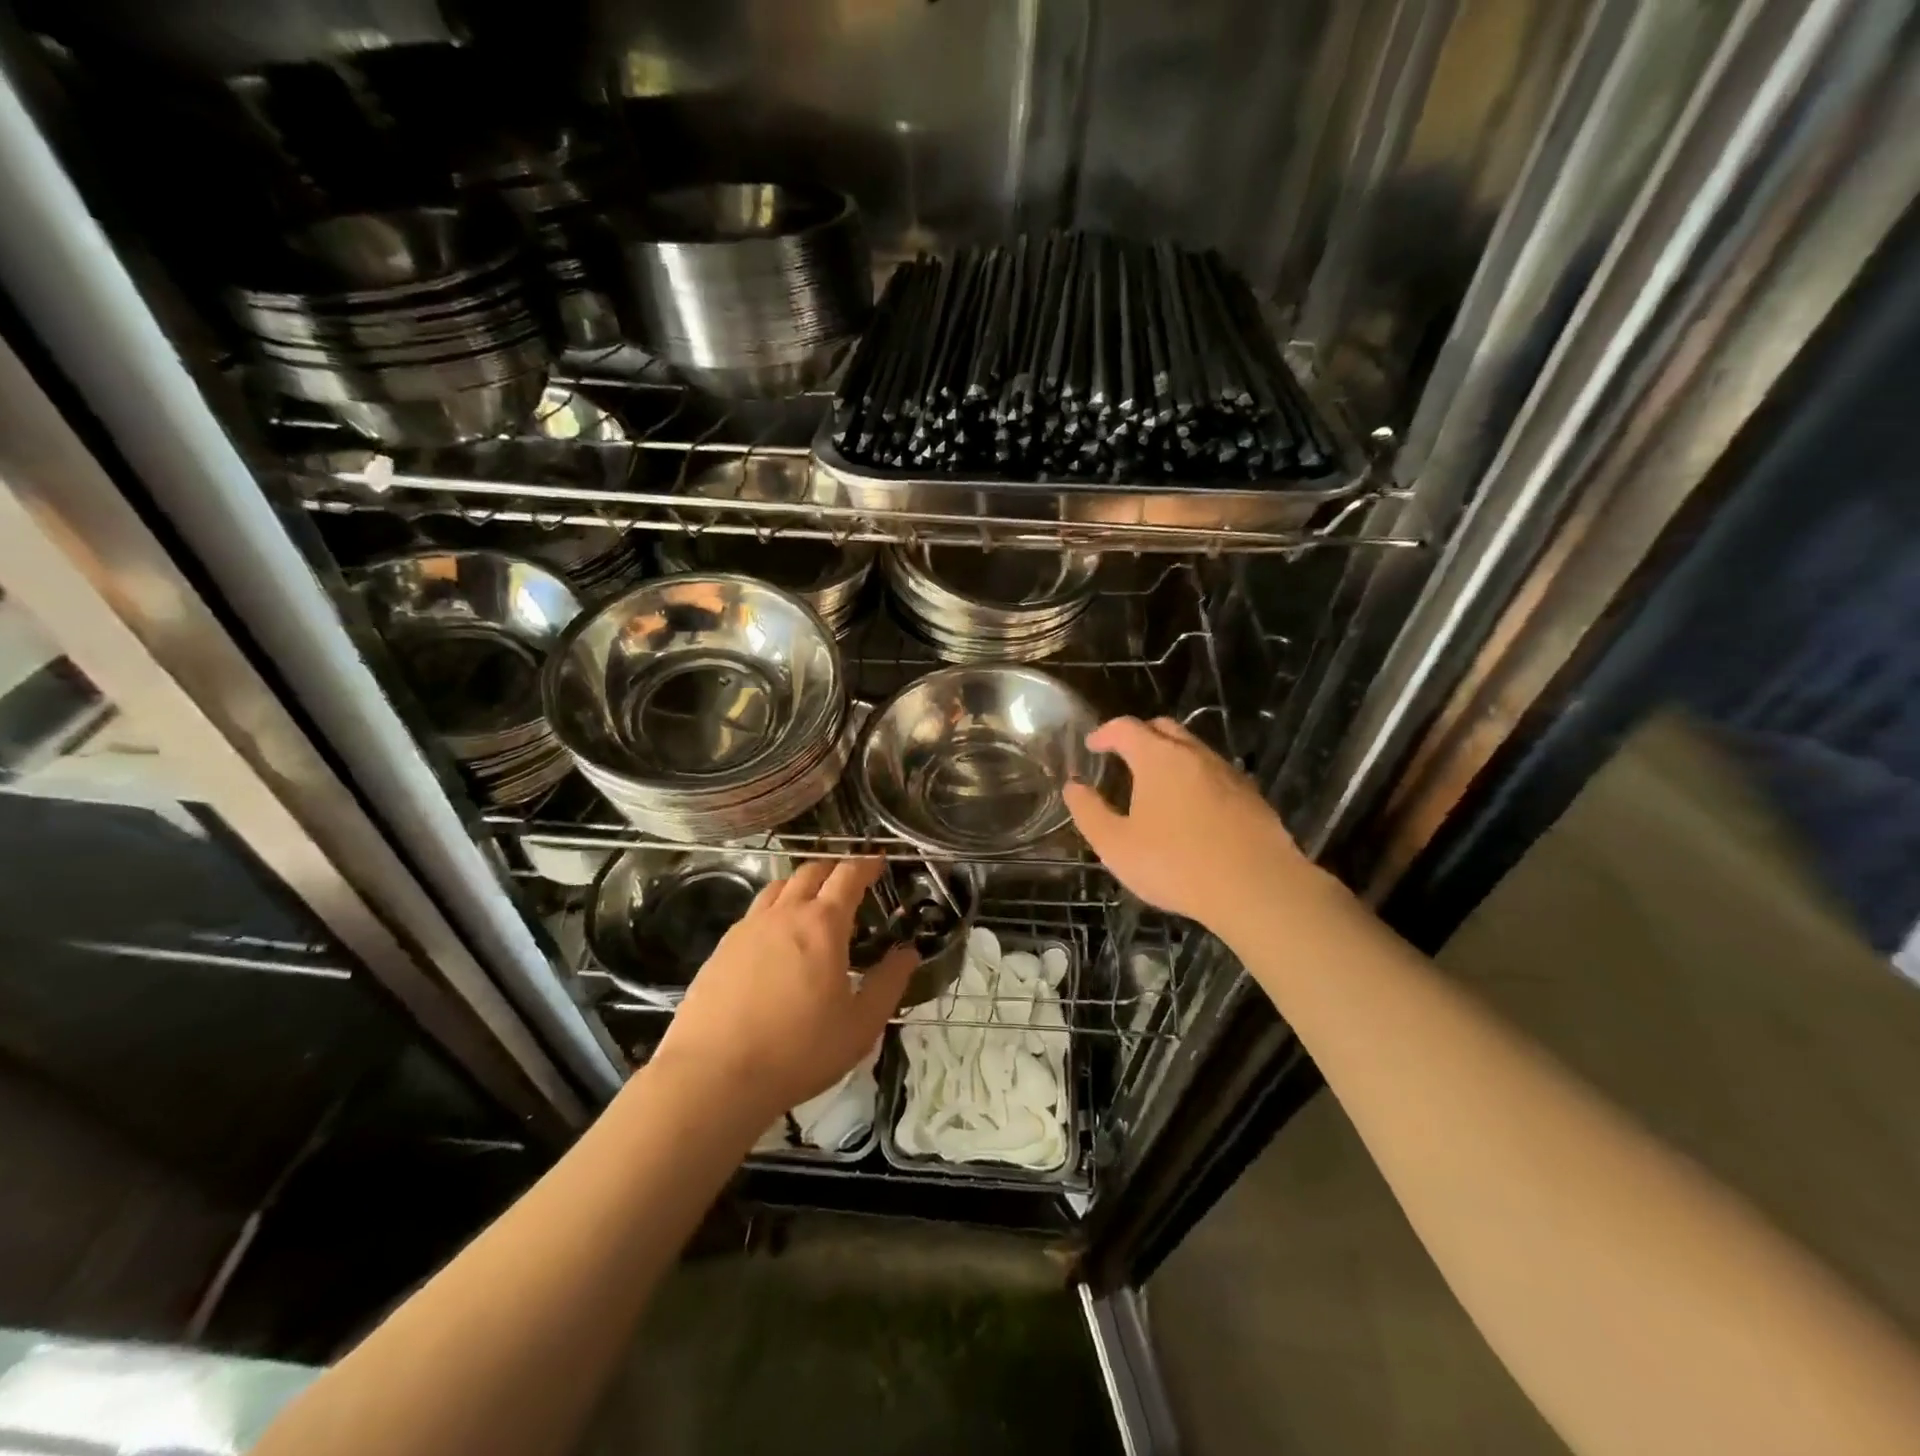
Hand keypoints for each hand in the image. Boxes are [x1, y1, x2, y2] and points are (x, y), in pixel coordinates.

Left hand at [652, 857, 916, 1120]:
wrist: (713, 1075)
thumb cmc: (798, 1050)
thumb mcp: (861, 1025)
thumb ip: (889, 983)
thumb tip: (908, 953)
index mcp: (823, 924)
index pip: (848, 876)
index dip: (867, 865)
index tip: (879, 863)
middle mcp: (784, 914)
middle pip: (811, 872)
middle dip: (834, 868)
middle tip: (849, 880)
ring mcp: (748, 928)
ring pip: (778, 887)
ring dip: (801, 884)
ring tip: (812, 903)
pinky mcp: (721, 949)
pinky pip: (754, 913)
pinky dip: (774, 909)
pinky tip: (776, 938)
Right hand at [1064, 716, 1318, 938]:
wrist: (1257, 888)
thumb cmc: (1176, 864)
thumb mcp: (1116, 845)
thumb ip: (1089, 812)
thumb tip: (1074, 786)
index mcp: (1158, 758)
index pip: (1126, 728)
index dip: (1104, 733)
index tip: (1093, 746)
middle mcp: (1194, 754)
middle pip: (1163, 729)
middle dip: (1139, 736)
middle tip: (1123, 757)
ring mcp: (1228, 773)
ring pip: (1193, 750)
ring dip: (1170, 757)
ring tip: (1156, 786)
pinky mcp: (1251, 796)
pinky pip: (1215, 774)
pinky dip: (1195, 779)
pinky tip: (1191, 810)